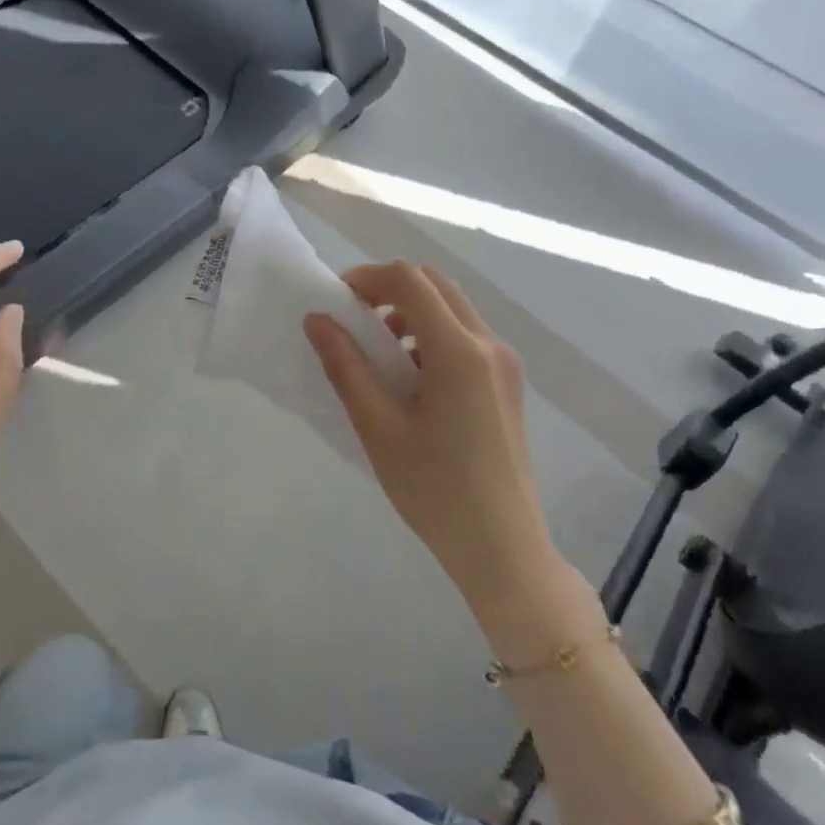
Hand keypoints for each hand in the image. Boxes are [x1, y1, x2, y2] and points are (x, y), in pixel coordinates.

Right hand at [305, 262, 583, 644]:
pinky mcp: (508, 383)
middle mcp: (489, 344)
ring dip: (411, 312)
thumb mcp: (377, 427)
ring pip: (453, 308)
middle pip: (435, 284)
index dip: (367, 278)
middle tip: (353, 319)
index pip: (410, 281)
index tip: (335, 301)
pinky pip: (466, 337)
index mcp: (458, 351)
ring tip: (379, 354)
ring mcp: (505, 363)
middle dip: (388, 289)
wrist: (501, 546)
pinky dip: (431, 336)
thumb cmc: (432, 489)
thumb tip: (317, 320)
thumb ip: (345, 366)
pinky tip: (411, 380)